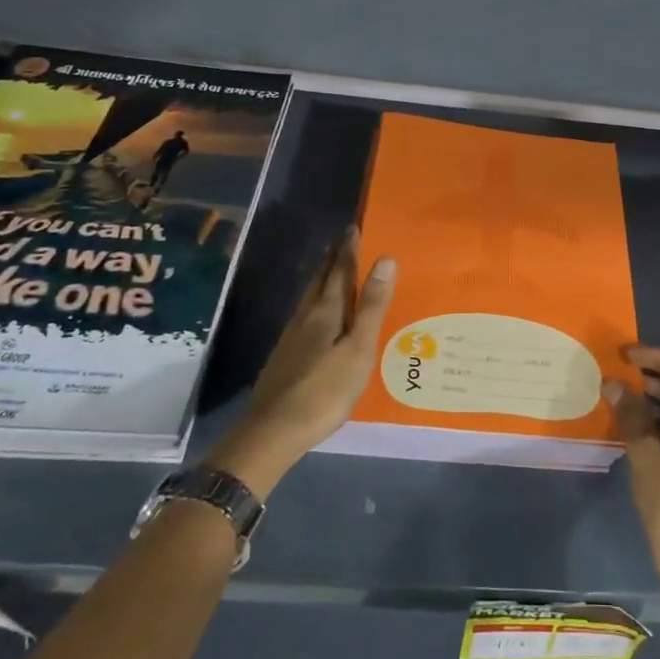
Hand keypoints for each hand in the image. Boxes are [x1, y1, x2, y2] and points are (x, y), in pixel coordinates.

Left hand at [202, 229, 395, 497]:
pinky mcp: (284, 356)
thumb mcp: (358, 349)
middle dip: (332, 260)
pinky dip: (315, 304)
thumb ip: (372, 306)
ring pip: (308, 298)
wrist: (274, 430)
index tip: (353, 227)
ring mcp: (290, 337)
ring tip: (330, 271)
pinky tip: (315, 316)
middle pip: (319, 281)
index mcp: (326, 313)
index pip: (339, 272)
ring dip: (321, 280)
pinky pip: (303, 316)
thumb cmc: (325, 390)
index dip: (348, 250)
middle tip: (341, 241)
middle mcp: (305, 317)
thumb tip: (384, 260)